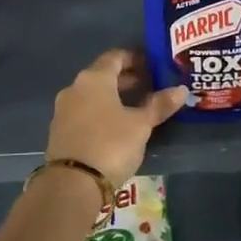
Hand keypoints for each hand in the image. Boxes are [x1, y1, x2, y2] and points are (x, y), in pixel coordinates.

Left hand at [45, 49, 185, 184]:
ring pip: (92, 95)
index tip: (152, 67)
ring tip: (135, 108)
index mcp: (94, 78)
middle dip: (126, 79)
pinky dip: (100, 113)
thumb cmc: (110, 144)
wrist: (72, 184)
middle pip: (102, 75)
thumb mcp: (141, 125)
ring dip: (112, 97)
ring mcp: (63, 110)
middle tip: (149, 87)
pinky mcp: (59, 131)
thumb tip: (181, 89)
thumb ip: (159, 105)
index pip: (115, 57)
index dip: (135, 59)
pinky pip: (83, 112)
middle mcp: (74, 88)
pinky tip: (115, 127)